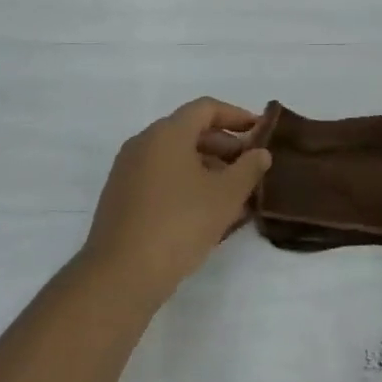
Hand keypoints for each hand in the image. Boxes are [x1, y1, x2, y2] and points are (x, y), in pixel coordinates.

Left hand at [79, 99, 271, 301]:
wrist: (123, 272)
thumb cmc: (180, 224)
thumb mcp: (225, 196)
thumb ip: (248, 169)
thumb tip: (260, 152)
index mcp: (166, 133)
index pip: (205, 108)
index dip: (236, 115)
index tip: (260, 132)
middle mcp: (143, 143)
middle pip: (188, 131)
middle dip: (224, 146)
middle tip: (250, 167)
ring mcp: (127, 170)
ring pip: (174, 157)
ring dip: (206, 167)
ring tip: (233, 194)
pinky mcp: (121, 196)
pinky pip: (160, 177)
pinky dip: (185, 183)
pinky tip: (204, 211)